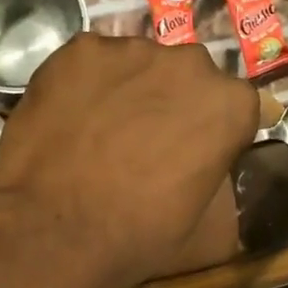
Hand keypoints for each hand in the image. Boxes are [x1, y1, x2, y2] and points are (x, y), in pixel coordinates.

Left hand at [0, 33, 257, 287]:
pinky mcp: (79, 49)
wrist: (53, 231)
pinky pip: (91, 64)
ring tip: (99, 134)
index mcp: (230, 104)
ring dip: (128, 91)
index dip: (213, 132)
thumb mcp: (212, 233)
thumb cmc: (140, 238)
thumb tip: (214, 173)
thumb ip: (225, 187)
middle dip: (172, 103)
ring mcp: (130, 50)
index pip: (234, 107)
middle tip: (143, 145)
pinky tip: (69, 122)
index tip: (192, 156)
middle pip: (187, 78)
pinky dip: (85, 85)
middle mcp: (188, 63)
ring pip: (137, 66)